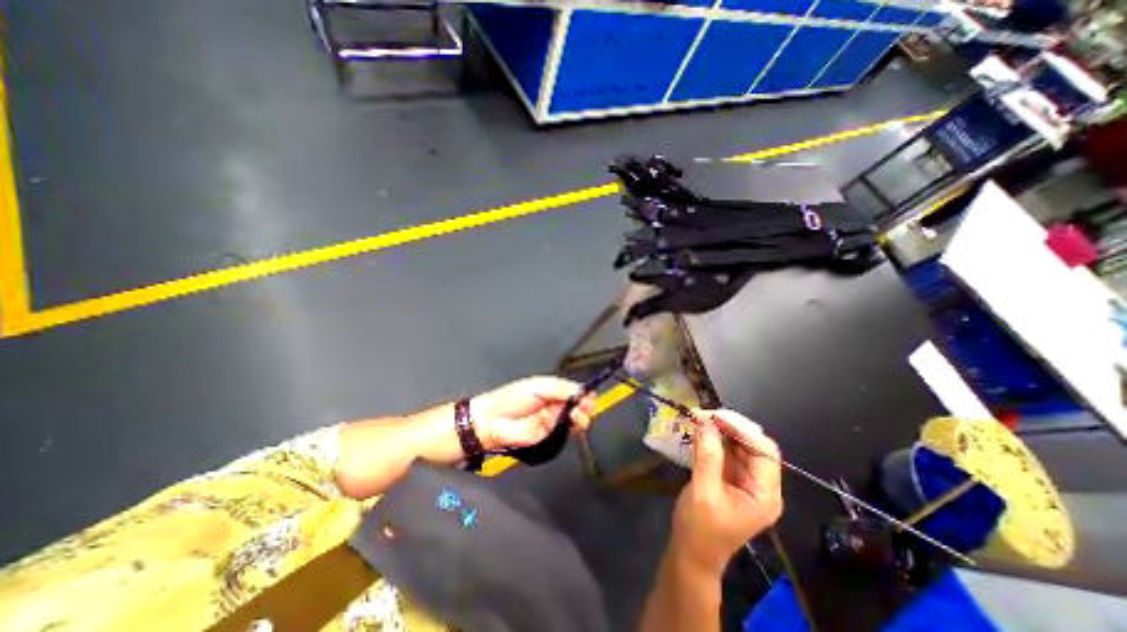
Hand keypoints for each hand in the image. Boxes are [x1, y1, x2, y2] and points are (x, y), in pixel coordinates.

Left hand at [473, 378, 597, 451]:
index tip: (590, 394)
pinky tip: (574, 423)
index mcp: (552, 389)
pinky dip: (574, 427)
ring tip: (577, 414)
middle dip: (585, 404)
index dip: (584, 392)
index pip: (574, 390)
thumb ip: (562, 389)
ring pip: (576, 418)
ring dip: (581, 416)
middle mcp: (555, 404)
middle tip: (586, 405)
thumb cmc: (512, 399)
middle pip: (578, 404)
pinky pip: (567, 431)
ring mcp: (554, 420)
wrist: (495, 423)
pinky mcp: (552, 435)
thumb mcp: (539, 386)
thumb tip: (583, 390)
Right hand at [666, 409, 785, 571]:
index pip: (765, 451)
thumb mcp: (703, 493)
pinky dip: (713, 438)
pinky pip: (726, 450)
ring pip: (739, 444)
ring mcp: (745, 480)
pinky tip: (699, 430)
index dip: (743, 430)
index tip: (716, 416)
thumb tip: (706, 422)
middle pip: (753, 444)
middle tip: (703, 414)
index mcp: (764, 494)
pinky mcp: (731, 477)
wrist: (692, 553)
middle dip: (729, 426)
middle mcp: (760, 484)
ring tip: (698, 418)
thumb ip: (708, 456)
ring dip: (719, 429)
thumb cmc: (700, 530)